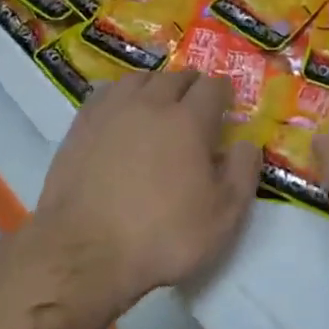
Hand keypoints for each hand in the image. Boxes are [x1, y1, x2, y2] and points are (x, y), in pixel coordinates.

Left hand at [35, 71, 261, 299]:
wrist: (84, 251)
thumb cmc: (161, 237)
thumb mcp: (222, 217)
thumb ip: (242, 174)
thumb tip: (247, 143)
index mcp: (188, 121)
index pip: (212, 87)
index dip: (223, 93)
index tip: (226, 105)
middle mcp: (150, 103)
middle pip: (176, 77)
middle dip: (191, 86)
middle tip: (195, 105)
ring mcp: (112, 110)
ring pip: (140, 79)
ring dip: (156, 85)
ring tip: (159, 103)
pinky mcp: (81, 124)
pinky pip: (107, 93)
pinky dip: (122, 95)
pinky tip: (122, 112)